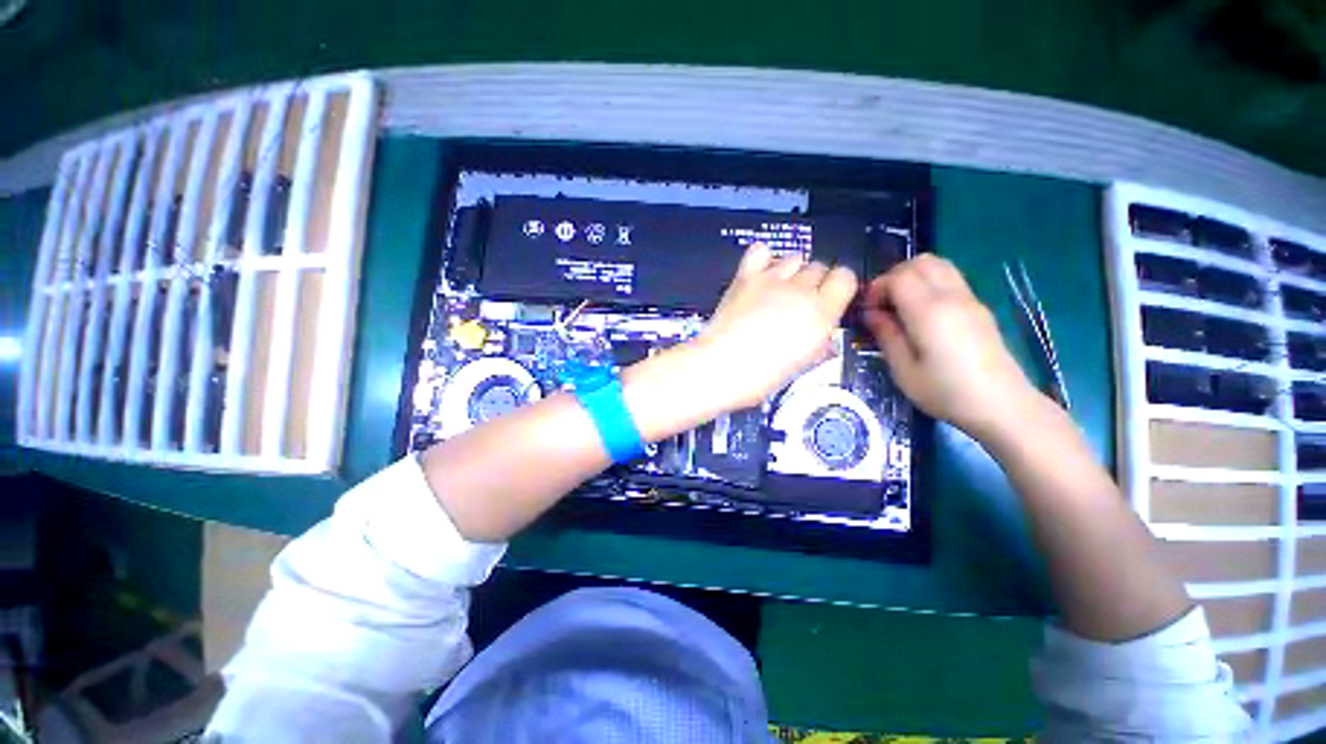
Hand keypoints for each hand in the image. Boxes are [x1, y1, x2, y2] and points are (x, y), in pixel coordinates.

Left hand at [693, 244, 858, 409]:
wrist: (721, 367)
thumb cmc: (762, 375)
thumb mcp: (803, 364)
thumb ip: (820, 343)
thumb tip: (825, 337)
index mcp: (821, 312)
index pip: (845, 277)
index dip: (838, 287)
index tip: (829, 299)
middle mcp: (800, 290)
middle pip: (818, 266)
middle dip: (813, 282)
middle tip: (798, 303)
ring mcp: (772, 279)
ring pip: (794, 257)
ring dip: (791, 271)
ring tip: (778, 290)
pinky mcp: (745, 276)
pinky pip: (761, 251)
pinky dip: (764, 258)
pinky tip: (761, 274)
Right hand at [861, 255, 1042, 440]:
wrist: (1002, 406)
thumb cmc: (946, 392)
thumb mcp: (903, 370)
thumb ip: (886, 335)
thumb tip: (871, 313)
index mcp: (930, 312)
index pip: (899, 277)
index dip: (877, 287)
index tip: (867, 310)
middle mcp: (952, 297)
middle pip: (920, 262)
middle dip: (893, 276)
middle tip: (881, 303)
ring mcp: (970, 300)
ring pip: (939, 265)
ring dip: (913, 276)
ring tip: (899, 305)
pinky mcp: (979, 308)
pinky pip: (950, 279)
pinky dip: (929, 283)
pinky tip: (921, 313)